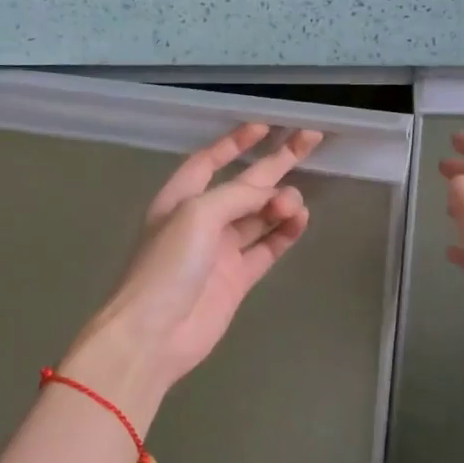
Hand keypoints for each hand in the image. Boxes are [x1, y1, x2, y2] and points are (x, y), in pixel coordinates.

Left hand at [64, 123, 319, 409]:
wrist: (154, 334)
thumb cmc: (167, 266)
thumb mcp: (197, 215)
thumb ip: (236, 196)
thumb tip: (272, 191)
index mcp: (180, 198)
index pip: (209, 161)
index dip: (235, 143)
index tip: (265, 127)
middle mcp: (200, 221)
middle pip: (243, 184)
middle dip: (274, 163)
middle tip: (309, 140)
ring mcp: (220, 252)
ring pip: (258, 217)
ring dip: (279, 203)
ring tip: (294, 201)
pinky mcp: (237, 279)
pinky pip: (266, 248)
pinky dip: (284, 233)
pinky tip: (300, 220)